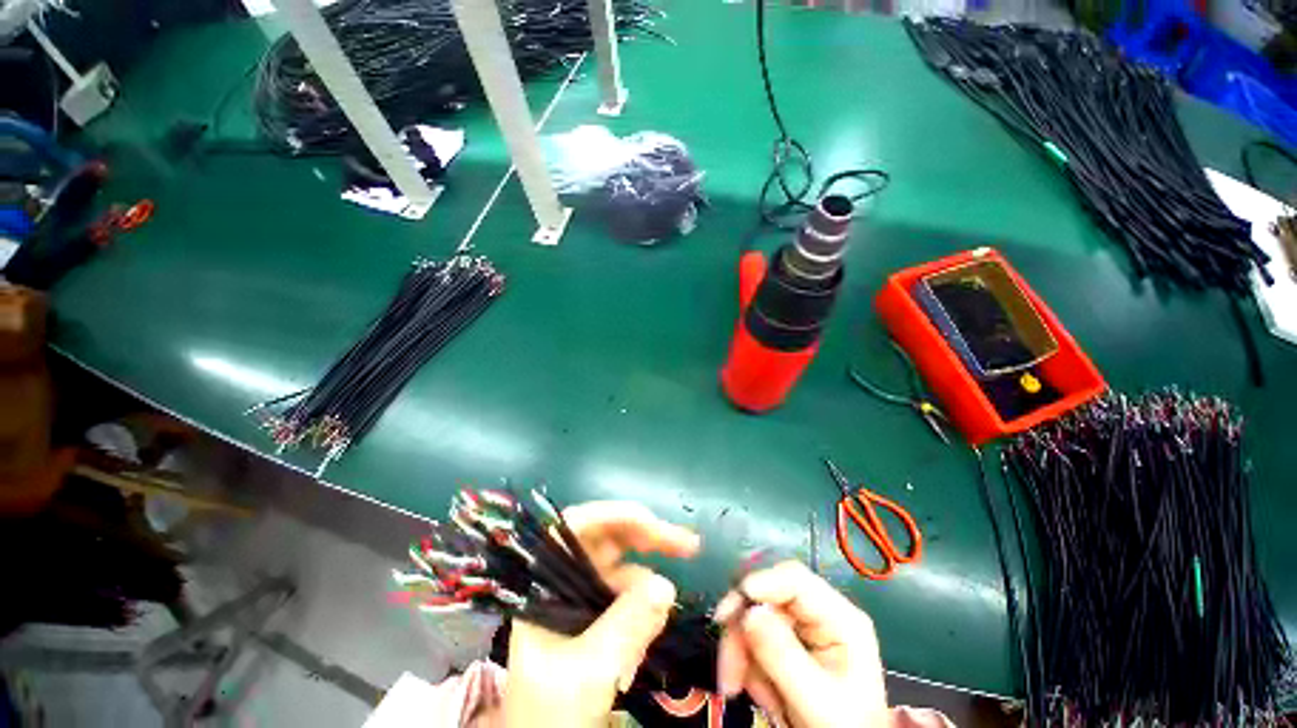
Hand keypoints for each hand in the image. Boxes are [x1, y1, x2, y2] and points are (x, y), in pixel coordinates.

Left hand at [503, 501, 700, 727]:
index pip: (577, 527)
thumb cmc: (551, 716)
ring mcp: (585, 597)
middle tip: (688, 546)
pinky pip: (632, 596)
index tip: (653, 523)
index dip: (613, 515)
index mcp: (545, 583)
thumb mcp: (588, 673)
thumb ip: (626, 626)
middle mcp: (565, 580)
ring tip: (663, 617)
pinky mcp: (602, 616)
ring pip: (624, 567)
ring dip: (650, 583)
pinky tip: (656, 626)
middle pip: (608, 539)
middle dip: (647, 538)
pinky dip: (649, 605)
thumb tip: (666, 584)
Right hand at [715, 561, 887, 727]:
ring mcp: (803, 628)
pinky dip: (748, 665)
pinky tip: (760, 694)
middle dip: (743, 632)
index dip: (759, 585)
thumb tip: (748, 612)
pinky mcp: (790, 644)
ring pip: (756, 619)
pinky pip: (755, 639)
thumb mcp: (816, 699)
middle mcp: (820, 614)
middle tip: (727, 669)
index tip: (729, 612)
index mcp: (840, 618)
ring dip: (743, 654)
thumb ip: (783, 655)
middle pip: (767, 599)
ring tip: (743, 691)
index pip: (794, 579)